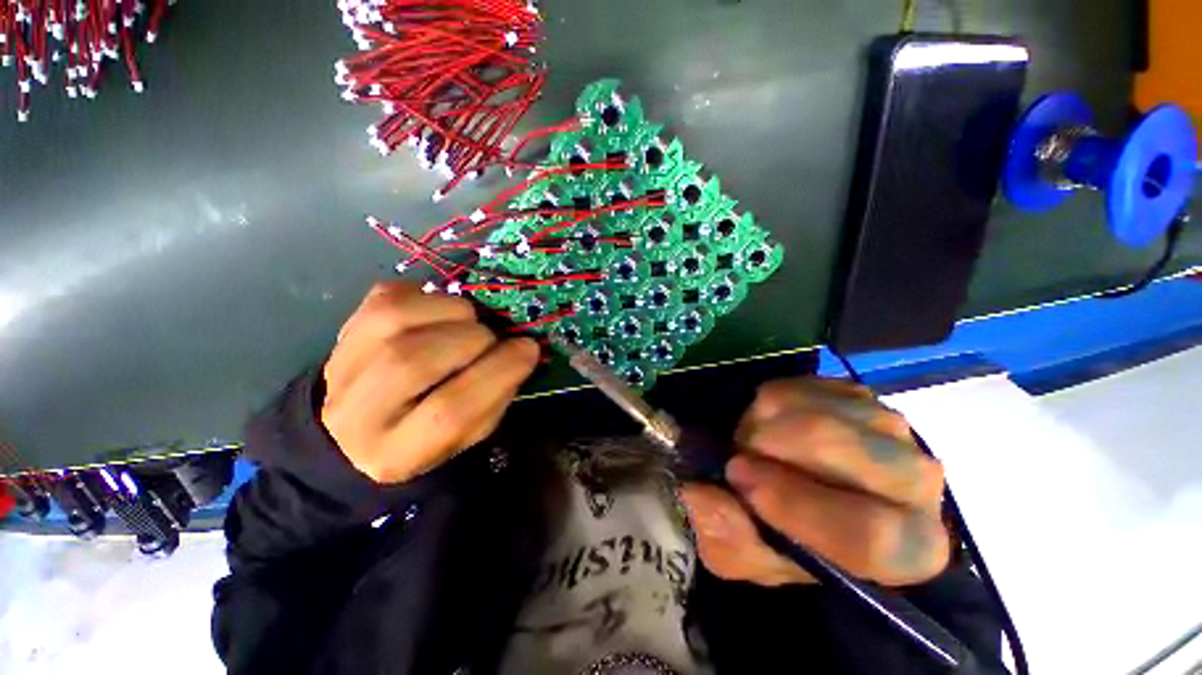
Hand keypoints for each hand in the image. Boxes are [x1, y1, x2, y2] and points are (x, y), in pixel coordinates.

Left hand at [320, 282, 539, 483]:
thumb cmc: (430, 433)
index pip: (449, 412)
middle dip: (471, 339)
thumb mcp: (472, 431)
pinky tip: (442, 312)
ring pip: (395, 320)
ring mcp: (341, 367)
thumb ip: (497, 394)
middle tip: (493, 338)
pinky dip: (428, 296)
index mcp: (396, 455)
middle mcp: (356, 414)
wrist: (362, 425)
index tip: (528, 349)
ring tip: (469, 322)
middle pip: (414, 361)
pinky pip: (388, 297)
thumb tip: (522, 349)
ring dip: (451, 312)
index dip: (497, 373)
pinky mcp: (344, 330)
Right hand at [679, 379, 949, 586]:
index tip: (738, 478)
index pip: (871, 532)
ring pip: (821, 411)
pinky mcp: (859, 393)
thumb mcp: (748, 554)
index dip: (797, 506)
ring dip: (767, 422)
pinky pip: (807, 385)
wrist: (804, 490)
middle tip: (738, 450)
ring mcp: (890, 427)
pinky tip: (767, 421)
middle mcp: (918, 483)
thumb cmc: (785, 535)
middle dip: (774, 445)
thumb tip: (703, 495)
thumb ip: (727, 539)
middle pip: (845, 450)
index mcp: (908, 548)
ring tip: (752, 441)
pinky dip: (772, 399)